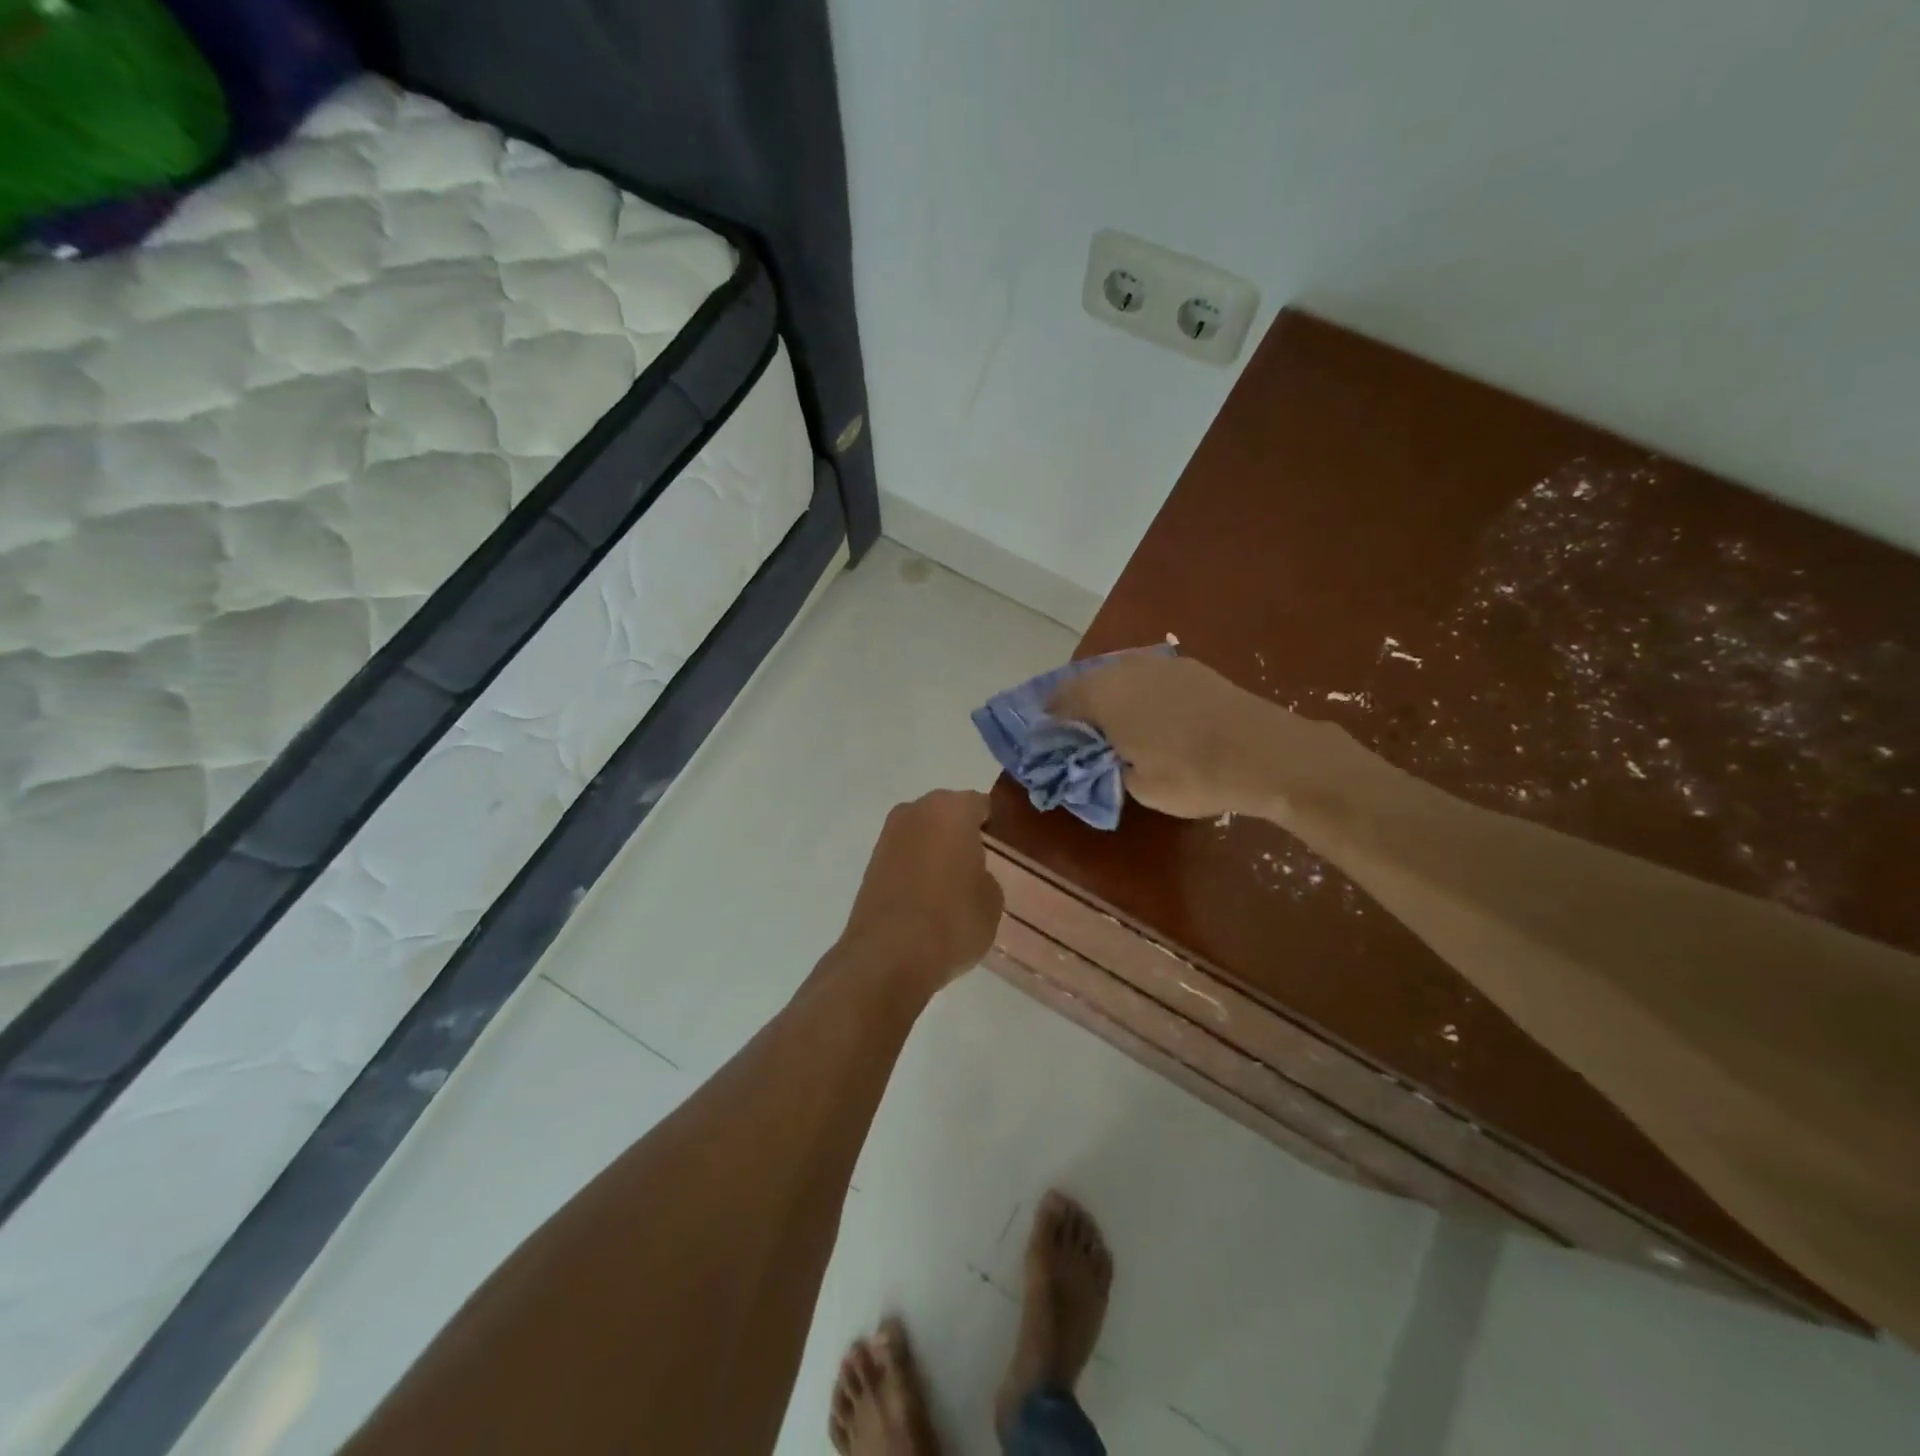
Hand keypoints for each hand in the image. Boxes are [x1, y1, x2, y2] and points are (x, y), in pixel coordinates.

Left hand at [841, 790, 1003, 986]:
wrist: (888, 956)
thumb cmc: (952, 920)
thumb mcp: (992, 900)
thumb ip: (985, 876)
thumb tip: (971, 875)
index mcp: (952, 809)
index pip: (981, 805)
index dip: (994, 825)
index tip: (1002, 847)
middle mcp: (916, 811)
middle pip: (947, 814)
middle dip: (961, 834)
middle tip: (979, 864)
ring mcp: (888, 836)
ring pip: (923, 835)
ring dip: (935, 851)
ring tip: (952, 886)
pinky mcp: (870, 863)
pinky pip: (904, 857)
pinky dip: (915, 869)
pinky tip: (927, 898)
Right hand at [1053, 653, 1343, 821]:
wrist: (1267, 753)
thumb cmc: (1191, 773)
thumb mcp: (1137, 786)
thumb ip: (1108, 767)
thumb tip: (1103, 757)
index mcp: (1104, 695)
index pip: (1060, 702)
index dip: (1050, 722)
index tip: (1047, 740)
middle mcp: (1127, 670)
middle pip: (1089, 682)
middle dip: (1078, 705)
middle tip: (1078, 733)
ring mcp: (1163, 665)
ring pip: (1121, 676)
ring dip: (1110, 697)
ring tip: (1113, 725)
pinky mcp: (1193, 670)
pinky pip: (1150, 678)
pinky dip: (1141, 694)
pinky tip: (1151, 716)